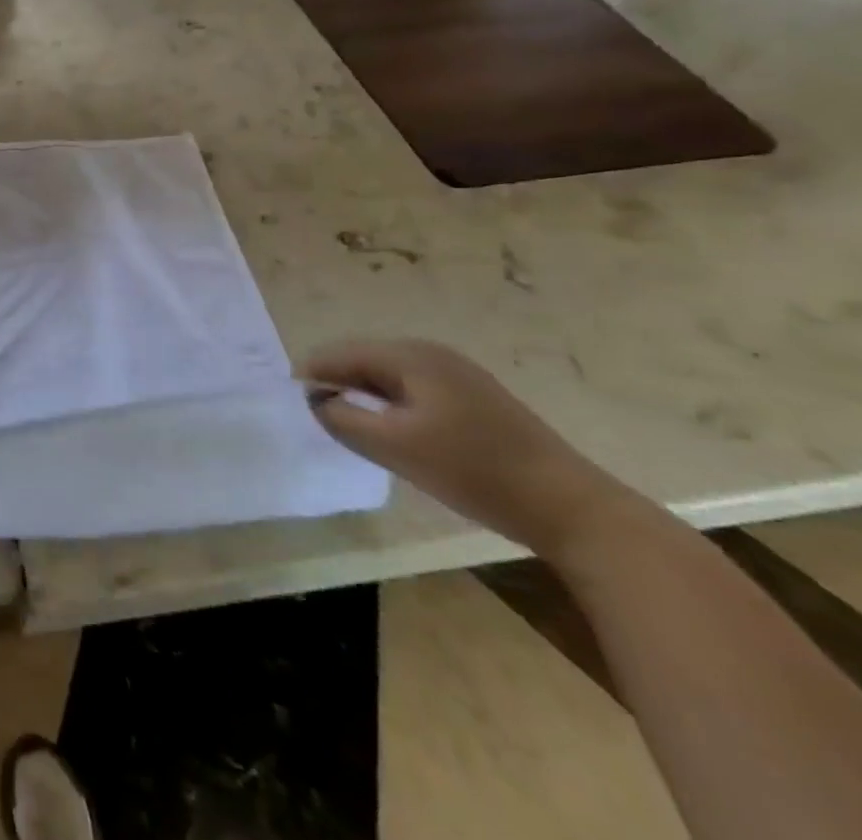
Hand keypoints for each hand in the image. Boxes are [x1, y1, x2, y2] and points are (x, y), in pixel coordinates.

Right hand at [301, 339, 624, 557]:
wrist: (571, 508)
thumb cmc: (474, 471)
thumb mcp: (394, 447)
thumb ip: (342, 418)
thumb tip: (316, 400)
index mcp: (410, 356)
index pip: (340, 354)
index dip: (311, 375)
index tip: (290, 403)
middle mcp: (430, 354)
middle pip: (363, 360)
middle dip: (336, 384)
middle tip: (318, 418)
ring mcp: (457, 374)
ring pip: (388, 377)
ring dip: (364, 396)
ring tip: (349, 426)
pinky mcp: (474, 399)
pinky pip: (413, 391)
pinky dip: (391, 406)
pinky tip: (393, 433)